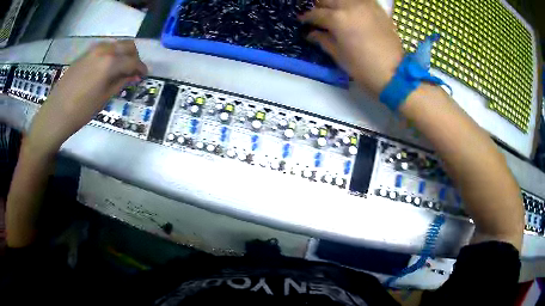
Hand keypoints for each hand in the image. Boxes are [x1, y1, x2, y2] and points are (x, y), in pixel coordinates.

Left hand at [26, 40, 147, 154]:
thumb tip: (133, 75)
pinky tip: (106, 69)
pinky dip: (110, 55)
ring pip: (115, 45)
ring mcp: (93, 50)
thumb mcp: (104, 98)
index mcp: (110, 62)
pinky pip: (103, 49)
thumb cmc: (81, 111)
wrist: (56, 113)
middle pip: (127, 45)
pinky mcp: (84, 55)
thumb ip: (121, 83)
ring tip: (120, 70)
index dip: (141, 68)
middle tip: (134, 71)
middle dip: (134, 57)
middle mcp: (104, 50)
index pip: (132, 61)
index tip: (144, 75)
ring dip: (122, 54)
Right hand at [300, 0, 403, 96]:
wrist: (394, 73)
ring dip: (335, 2)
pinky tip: (351, 10)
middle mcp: (350, 6)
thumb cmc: (363, 68)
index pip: (316, 13)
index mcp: (337, 19)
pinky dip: (352, 3)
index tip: (302, 21)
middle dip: (319, 6)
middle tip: (318, 15)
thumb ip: (323, 40)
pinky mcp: (378, 9)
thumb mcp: (339, 55)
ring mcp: (366, 5)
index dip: (306, 17)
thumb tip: (311, 33)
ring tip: (334, 11)